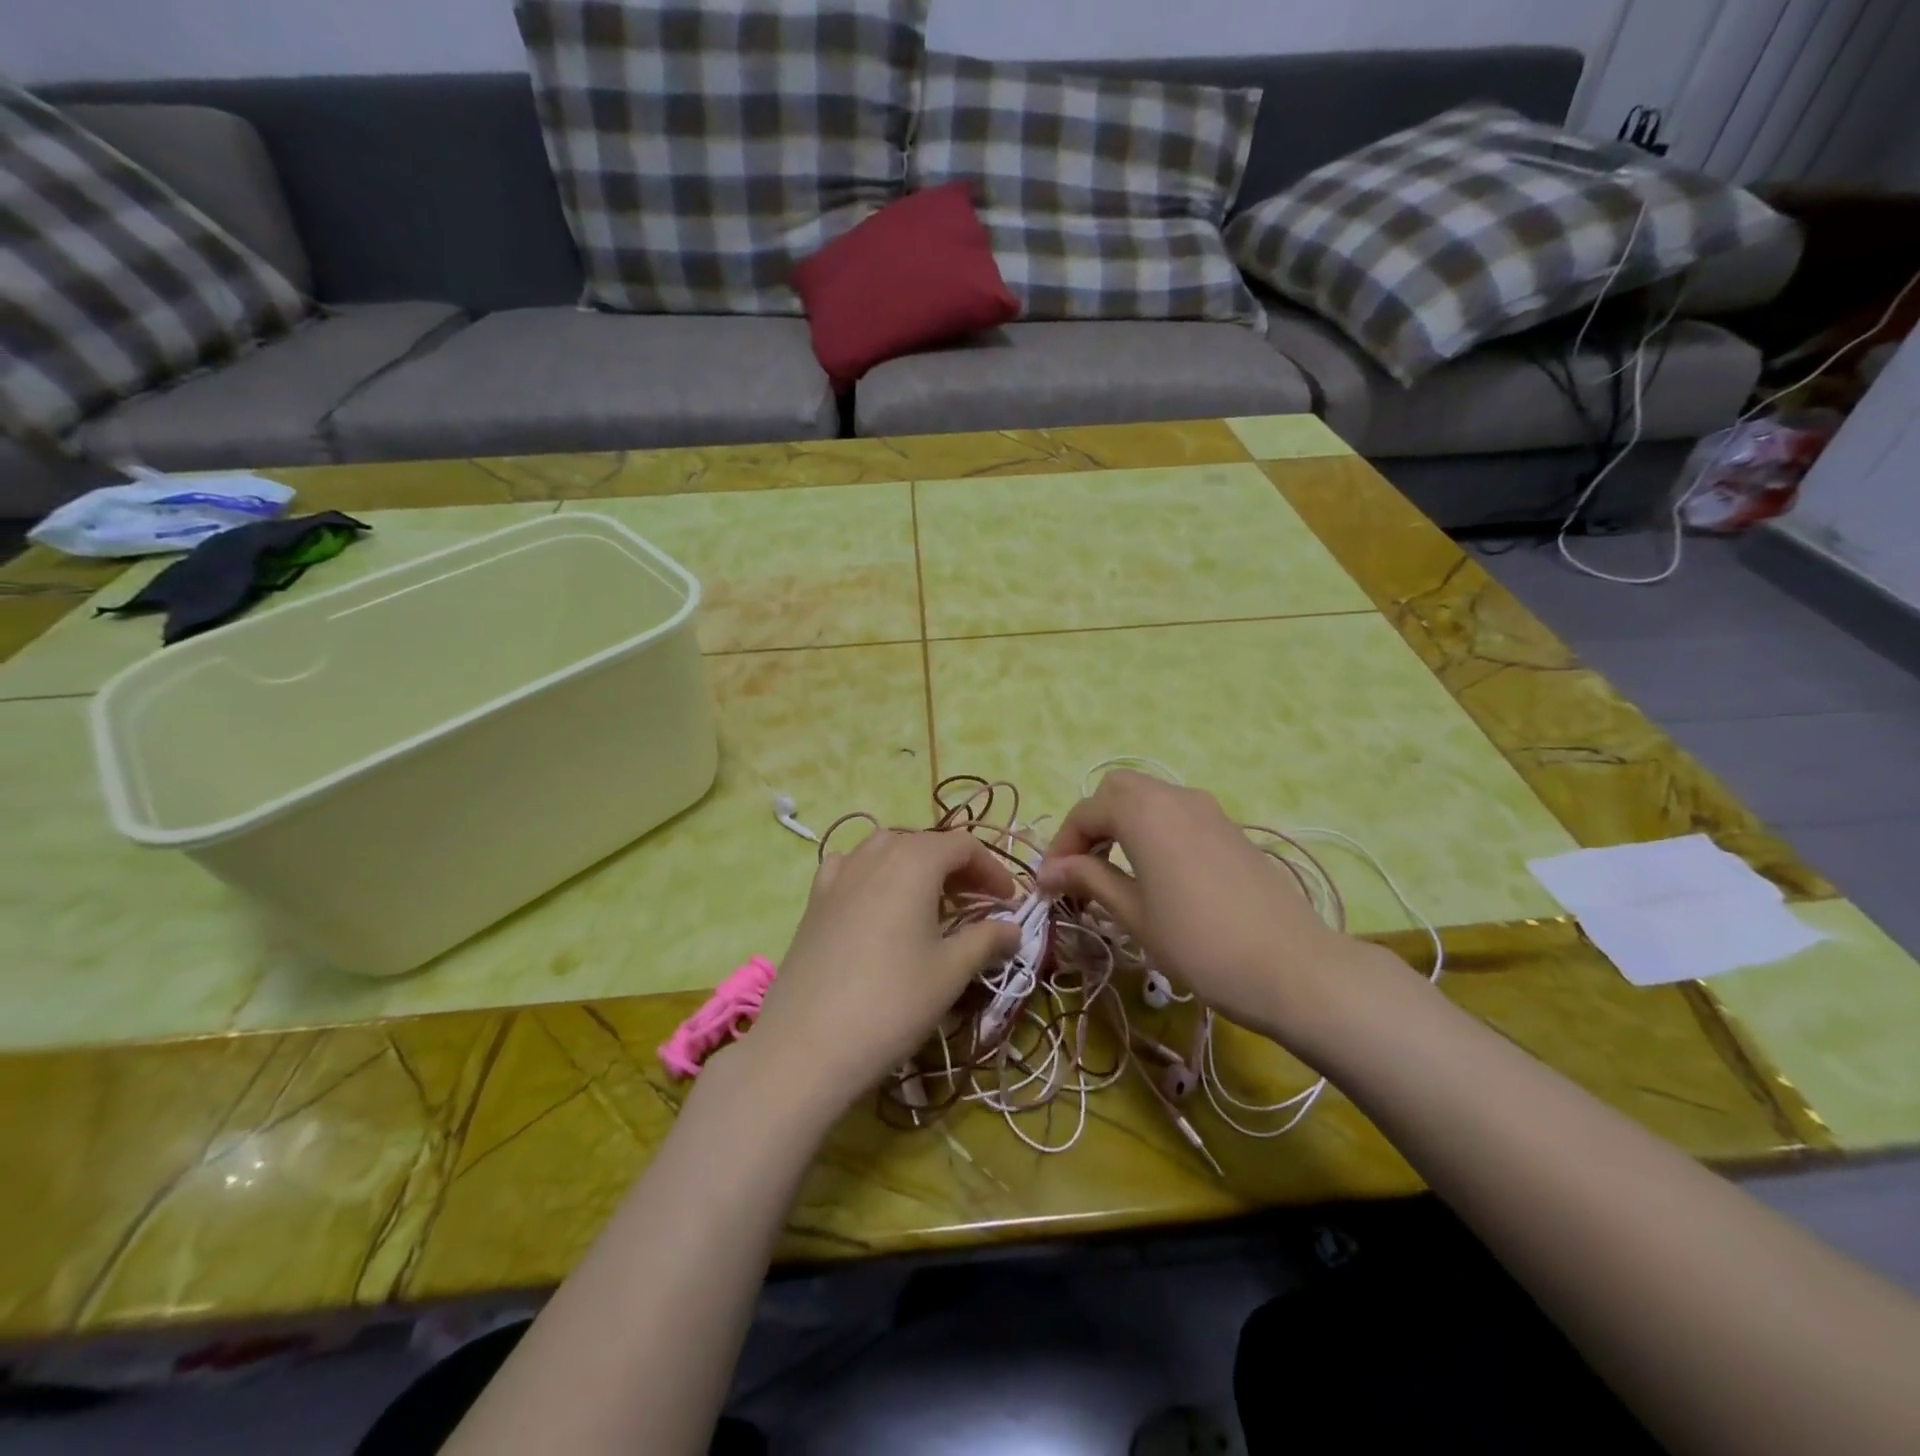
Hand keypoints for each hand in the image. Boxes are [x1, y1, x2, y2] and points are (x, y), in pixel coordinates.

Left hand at [744, 830, 1020, 1113]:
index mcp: (913, 861)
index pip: (963, 845)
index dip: (992, 869)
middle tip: (978, 906)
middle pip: (925, 843)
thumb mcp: (950, 972)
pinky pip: (852, 867)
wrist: (806, 1045)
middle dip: (957, 869)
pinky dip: (875, 874)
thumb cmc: (891, 1002)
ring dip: (917, 867)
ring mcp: (838, 874)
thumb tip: (1013, 930)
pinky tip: (878, 904)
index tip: (1009, 903)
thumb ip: (986, 940)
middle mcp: (875, 854)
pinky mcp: (815, 899)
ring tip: (932, 904)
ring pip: (887, 850)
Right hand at [1037, 771, 1409, 1055]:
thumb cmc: (1199, 943)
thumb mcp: (1134, 914)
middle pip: (1117, 791)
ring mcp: (1208, 810)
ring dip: (1122, 825)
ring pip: (1150, 798)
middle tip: (1083, 870)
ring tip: (1115, 875)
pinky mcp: (1231, 830)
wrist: (1293, 968)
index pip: (1085, 812)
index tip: (1051, 885)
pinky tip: (1157, 875)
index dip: (1061, 846)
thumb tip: (1049, 871)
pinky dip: (1153, 831)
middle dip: (1092, 824)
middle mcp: (1174, 797)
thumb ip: (1090, 880)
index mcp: (1143, 812)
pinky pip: (1178, 814)